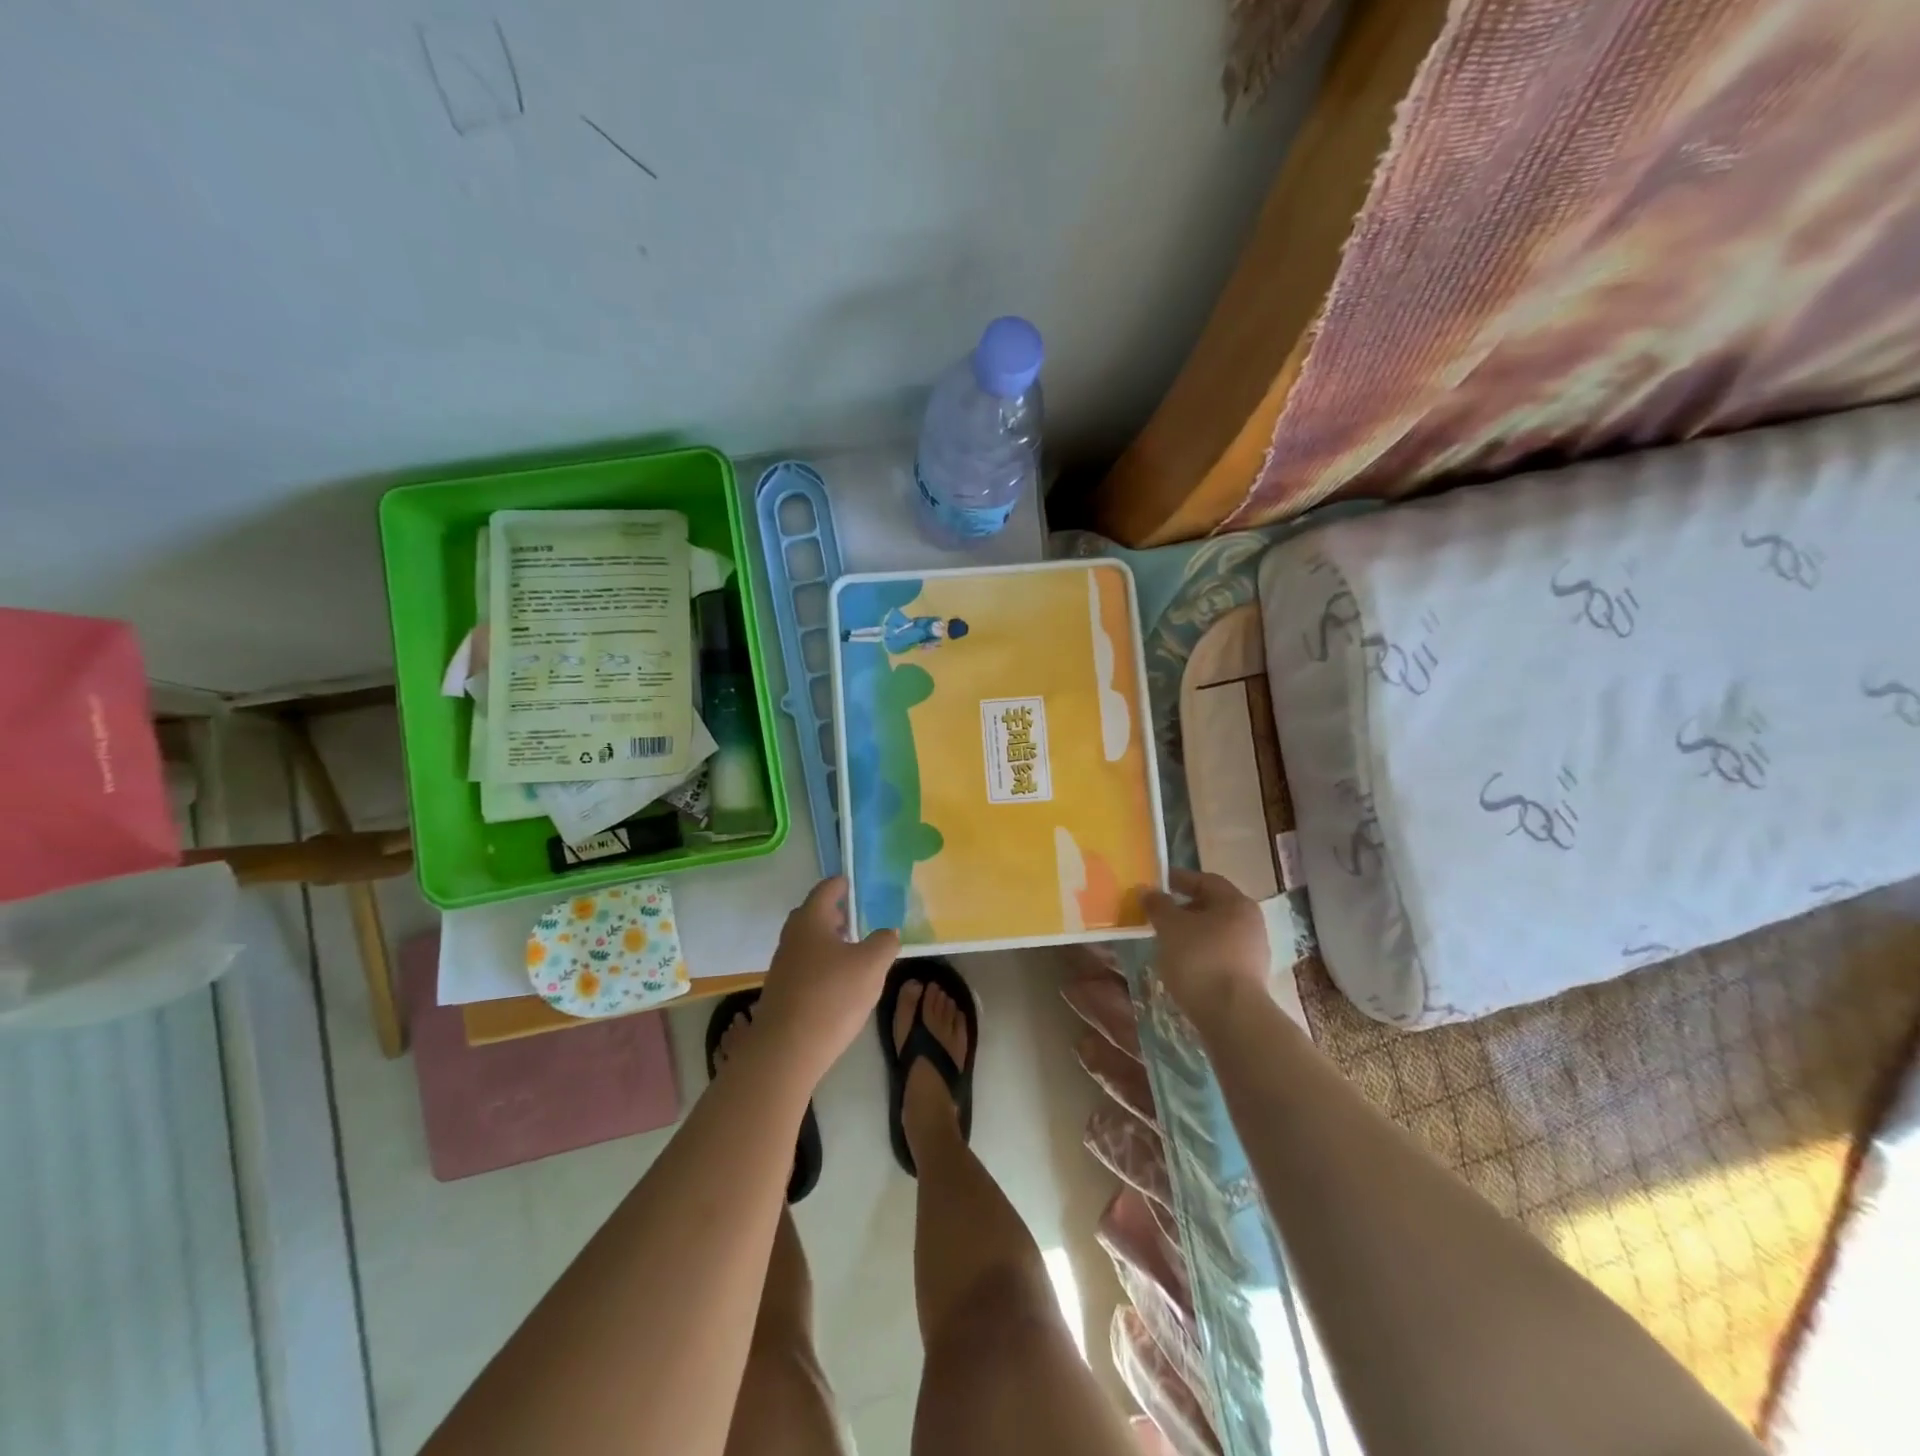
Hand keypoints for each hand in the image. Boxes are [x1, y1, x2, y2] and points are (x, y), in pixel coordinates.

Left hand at [751, 877, 899, 1086]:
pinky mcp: (782, 992)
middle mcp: (792, 937)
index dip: (843, 884)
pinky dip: (823, 965)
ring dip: (830, 942)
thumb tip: (887, 933)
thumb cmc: (832, 996)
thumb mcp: (872, 965)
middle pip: (814, 915)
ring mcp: (783, 966)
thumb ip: (884, 942)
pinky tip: (841, 983)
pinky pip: (806, 967)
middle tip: (860, 918)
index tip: (857, 884)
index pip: (826, 889)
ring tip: (856, 951)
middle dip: (836, 914)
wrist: (786, 1051)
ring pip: (809, 942)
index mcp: (811, 920)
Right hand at [1141, 869, 1270, 1024]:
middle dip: (1184, 908)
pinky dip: (1200, 954)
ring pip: (1216, 933)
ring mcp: (1253, 952)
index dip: (1179, 879)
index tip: (1156, 884)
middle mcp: (1251, 923)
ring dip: (1191, 933)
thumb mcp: (1170, 927)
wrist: (1231, 1016)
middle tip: (1158, 914)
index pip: (1205, 881)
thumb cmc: (1200, 959)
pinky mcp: (1249, 978)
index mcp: (1236, 903)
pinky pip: (1219, 955)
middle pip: (1213, 907)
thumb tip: (1147, 890)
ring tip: (1165, 941)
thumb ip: (1157, 905)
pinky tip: (1181, 965)